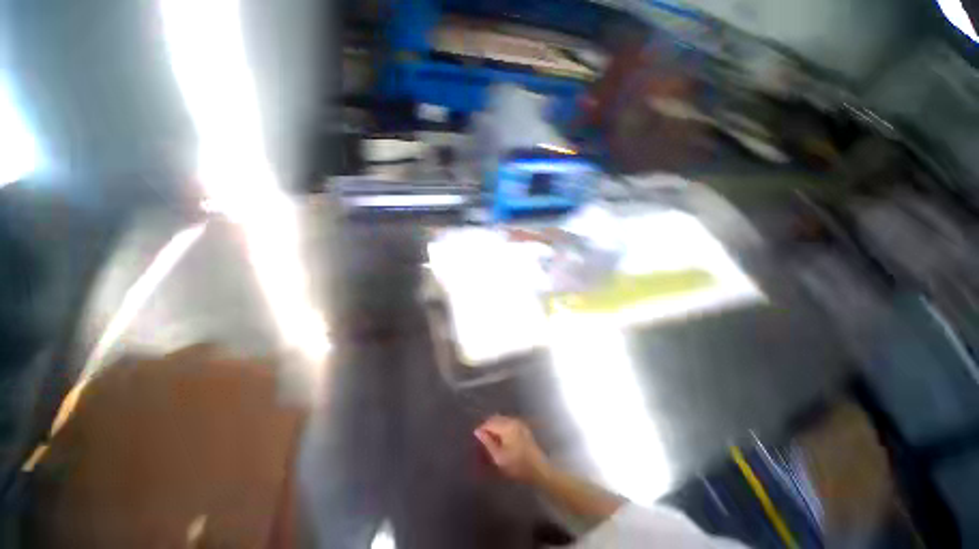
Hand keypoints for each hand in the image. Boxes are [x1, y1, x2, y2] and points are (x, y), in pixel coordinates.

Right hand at [474, 415, 549, 482]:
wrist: (538, 469)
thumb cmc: (517, 465)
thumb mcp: (499, 457)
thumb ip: (487, 442)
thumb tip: (477, 431)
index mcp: (507, 426)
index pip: (489, 422)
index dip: (481, 429)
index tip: (476, 439)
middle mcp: (513, 420)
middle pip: (496, 418)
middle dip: (488, 427)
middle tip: (482, 440)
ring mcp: (519, 423)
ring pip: (502, 420)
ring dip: (495, 427)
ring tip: (491, 440)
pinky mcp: (523, 428)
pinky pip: (508, 423)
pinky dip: (502, 428)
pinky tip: (501, 439)